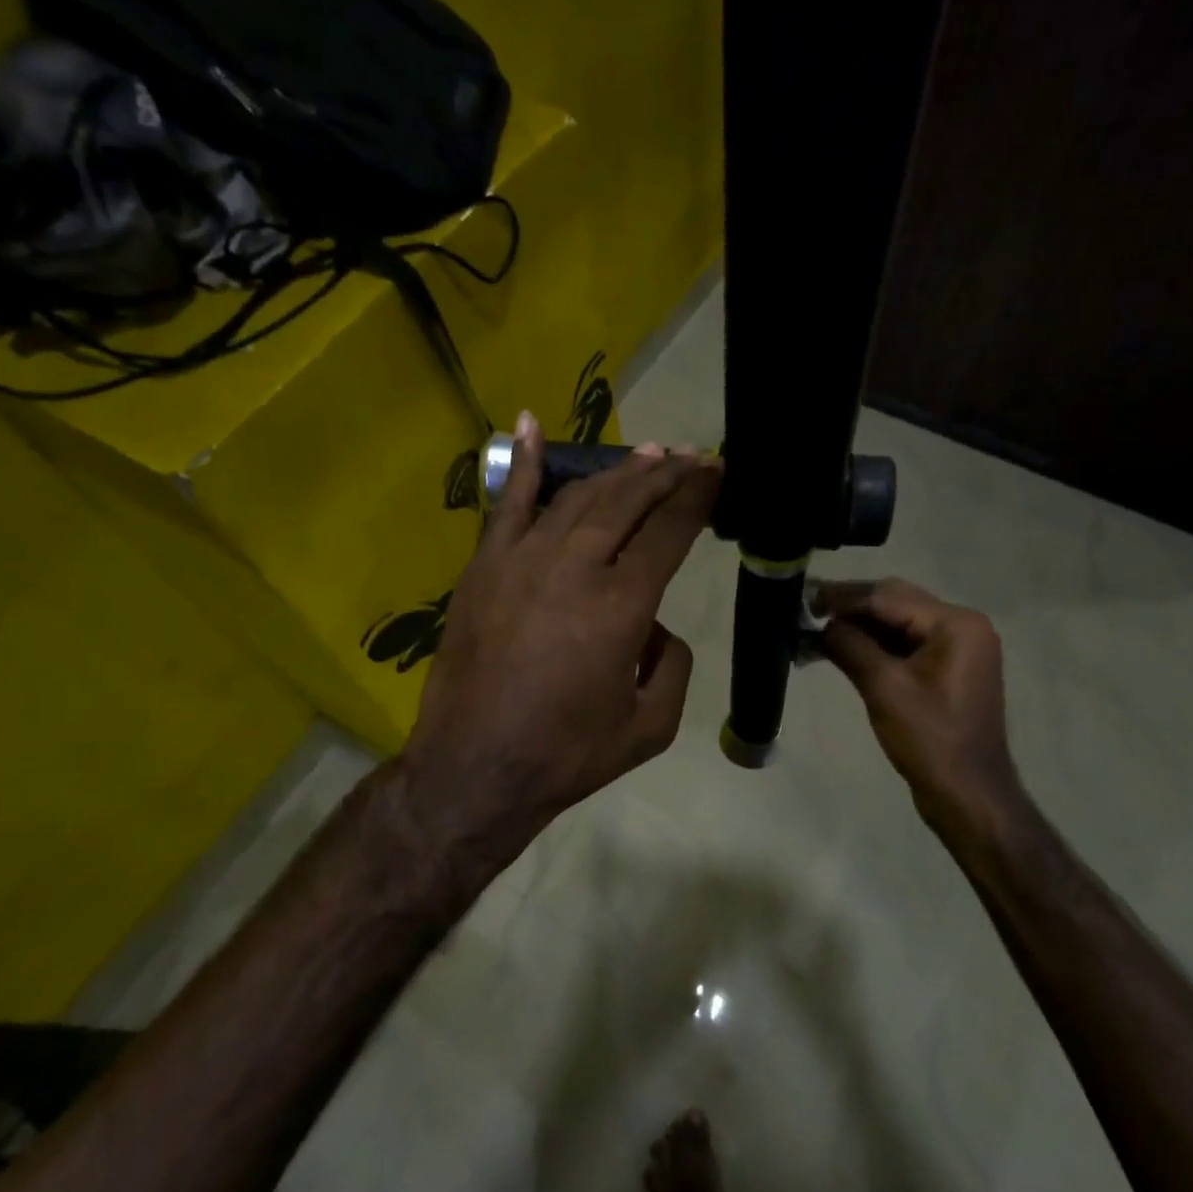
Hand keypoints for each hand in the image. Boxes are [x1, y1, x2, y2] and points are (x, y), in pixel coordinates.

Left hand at [397, 412, 720, 895]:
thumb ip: (673, 666)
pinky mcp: (484, 566)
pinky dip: (525, 463)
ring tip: (644, 456)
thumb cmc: (568, 753)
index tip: (716, 471)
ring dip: (615, 471)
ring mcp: (523, 559)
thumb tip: (658, 628)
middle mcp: (575, 566)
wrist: (476, 768)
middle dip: (663, 474)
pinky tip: (532, 423)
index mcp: (622, 605)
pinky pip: (506, 503)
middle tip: (687, 457)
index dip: (697, 496)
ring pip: (577, 496)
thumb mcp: (651, 726)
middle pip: (627, 501)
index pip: (669, 530)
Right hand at [817, 579, 1020, 835]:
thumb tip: (821, 625)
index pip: (888, 597)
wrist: (967, 794)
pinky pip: (905, 644)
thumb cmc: (929, 739)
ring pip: (897, 624)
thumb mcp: (884, 688)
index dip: (843, 597)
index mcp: (956, 623)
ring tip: (815, 632)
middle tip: (806, 612)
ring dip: (859, 628)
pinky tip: (840, 650)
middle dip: (850, 609)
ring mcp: (957, 648)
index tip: (804, 597)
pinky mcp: (947, 669)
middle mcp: (962, 626)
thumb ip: (850, 646)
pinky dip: (873, 646)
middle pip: (894, 604)